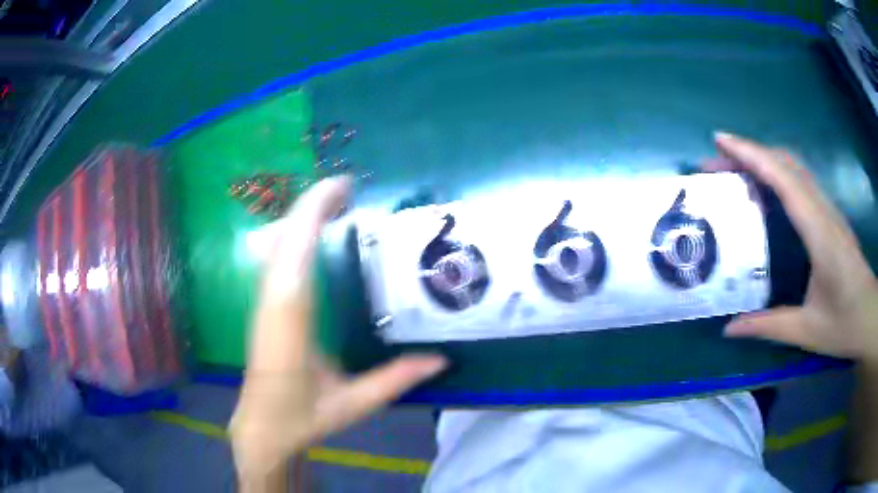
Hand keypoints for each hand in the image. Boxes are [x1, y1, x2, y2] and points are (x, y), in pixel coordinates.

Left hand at [228, 177, 446, 486]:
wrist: (261, 427)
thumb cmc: (301, 416)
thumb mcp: (352, 404)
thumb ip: (395, 380)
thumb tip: (440, 359)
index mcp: (291, 321)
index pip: (297, 252)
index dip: (314, 212)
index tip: (343, 187)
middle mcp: (273, 301)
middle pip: (284, 236)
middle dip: (312, 204)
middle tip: (348, 188)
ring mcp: (264, 301)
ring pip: (277, 243)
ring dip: (303, 215)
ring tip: (336, 202)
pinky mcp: (264, 305)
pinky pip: (277, 256)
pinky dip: (295, 234)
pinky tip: (314, 233)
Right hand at [705, 132, 877, 358]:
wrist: (871, 315)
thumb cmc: (846, 323)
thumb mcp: (807, 331)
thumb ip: (768, 326)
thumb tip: (729, 327)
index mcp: (819, 232)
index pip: (784, 178)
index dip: (752, 154)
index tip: (720, 141)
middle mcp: (823, 210)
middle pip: (786, 162)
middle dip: (749, 153)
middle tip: (717, 162)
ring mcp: (828, 210)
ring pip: (793, 167)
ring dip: (763, 159)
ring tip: (734, 170)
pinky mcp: (829, 216)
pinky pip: (800, 181)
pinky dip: (776, 172)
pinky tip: (764, 189)